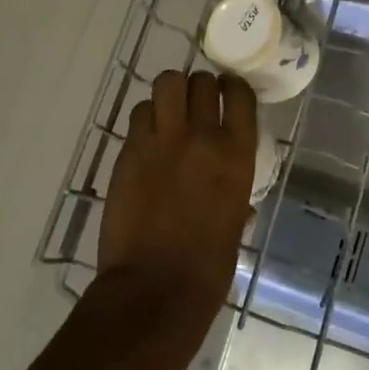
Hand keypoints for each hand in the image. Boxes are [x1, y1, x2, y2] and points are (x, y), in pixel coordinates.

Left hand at [99, 69, 257, 332]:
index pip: (239, 94)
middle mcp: (201, 136)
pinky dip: (145, 119)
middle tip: (194, 104)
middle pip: (200, 81)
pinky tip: (146, 138)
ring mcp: (161, 140)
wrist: (155, 288)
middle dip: (198, 88)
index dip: (232, 86)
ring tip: (168, 112)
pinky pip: (138, 114)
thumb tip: (234, 196)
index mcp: (236, 154)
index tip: (227, 90)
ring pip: (165, 84)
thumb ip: (235, 194)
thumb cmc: (208, 267)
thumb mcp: (234, 221)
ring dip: (169, 94)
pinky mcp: (129, 150)